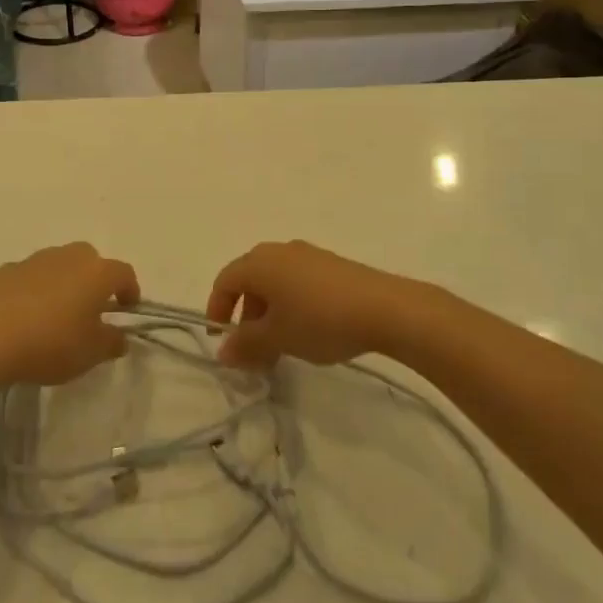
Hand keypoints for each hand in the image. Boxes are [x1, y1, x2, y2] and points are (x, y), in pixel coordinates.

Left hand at [0, 243, 139, 386]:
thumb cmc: (50, 344)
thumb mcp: (90, 354)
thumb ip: (111, 342)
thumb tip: (119, 336)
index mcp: (96, 272)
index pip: (123, 273)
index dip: (130, 290)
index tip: (127, 310)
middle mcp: (68, 256)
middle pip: (91, 260)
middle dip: (95, 280)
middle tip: (91, 309)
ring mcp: (35, 260)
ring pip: (59, 264)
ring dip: (64, 282)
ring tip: (57, 313)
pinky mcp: (7, 270)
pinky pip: (32, 276)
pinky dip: (36, 289)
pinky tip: (27, 315)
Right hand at [208, 241, 414, 369]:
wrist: (385, 308)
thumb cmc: (319, 320)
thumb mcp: (278, 338)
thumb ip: (246, 344)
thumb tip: (223, 352)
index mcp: (259, 262)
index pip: (225, 282)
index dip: (217, 310)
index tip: (221, 342)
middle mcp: (278, 251)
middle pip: (249, 281)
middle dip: (246, 316)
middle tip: (254, 350)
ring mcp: (307, 255)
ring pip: (275, 283)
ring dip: (270, 313)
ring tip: (282, 345)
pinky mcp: (331, 265)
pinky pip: (298, 281)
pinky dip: (292, 304)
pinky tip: (309, 330)